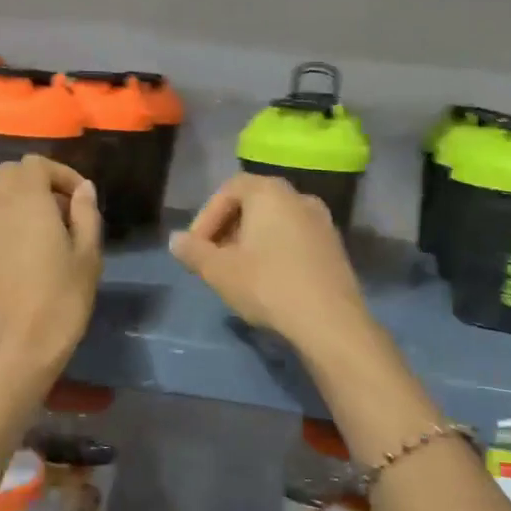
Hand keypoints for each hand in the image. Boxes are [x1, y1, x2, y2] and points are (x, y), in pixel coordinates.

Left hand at [0, 157, 101, 377]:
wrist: (15, 346)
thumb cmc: (60, 298)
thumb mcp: (88, 255)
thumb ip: (86, 214)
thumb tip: (84, 189)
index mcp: (26, 198)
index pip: (37, 164)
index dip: (62, 174)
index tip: (82, 200)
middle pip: (12, 172)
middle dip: (40, 182)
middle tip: (66, 212)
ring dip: (17, 196)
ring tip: (42, 225)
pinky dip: (3, 215)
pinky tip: (24, 246)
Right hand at [170, 175, 370, 351]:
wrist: (329, 320)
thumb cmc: (267, 285)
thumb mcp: (219, 271)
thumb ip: (194, 251)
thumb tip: (176, 240)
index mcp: (270, 192)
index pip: (229, 189)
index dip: (207, 217)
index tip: (197, 247)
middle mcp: (299, 197)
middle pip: (254, 204)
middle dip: (228, 229)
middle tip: (214, 260)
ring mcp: (322, 221)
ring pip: (276, 223)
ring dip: (251, 242)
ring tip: (238, 273)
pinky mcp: (335, 247)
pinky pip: (296, 239)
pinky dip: (276, 251)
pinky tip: (268, 281)